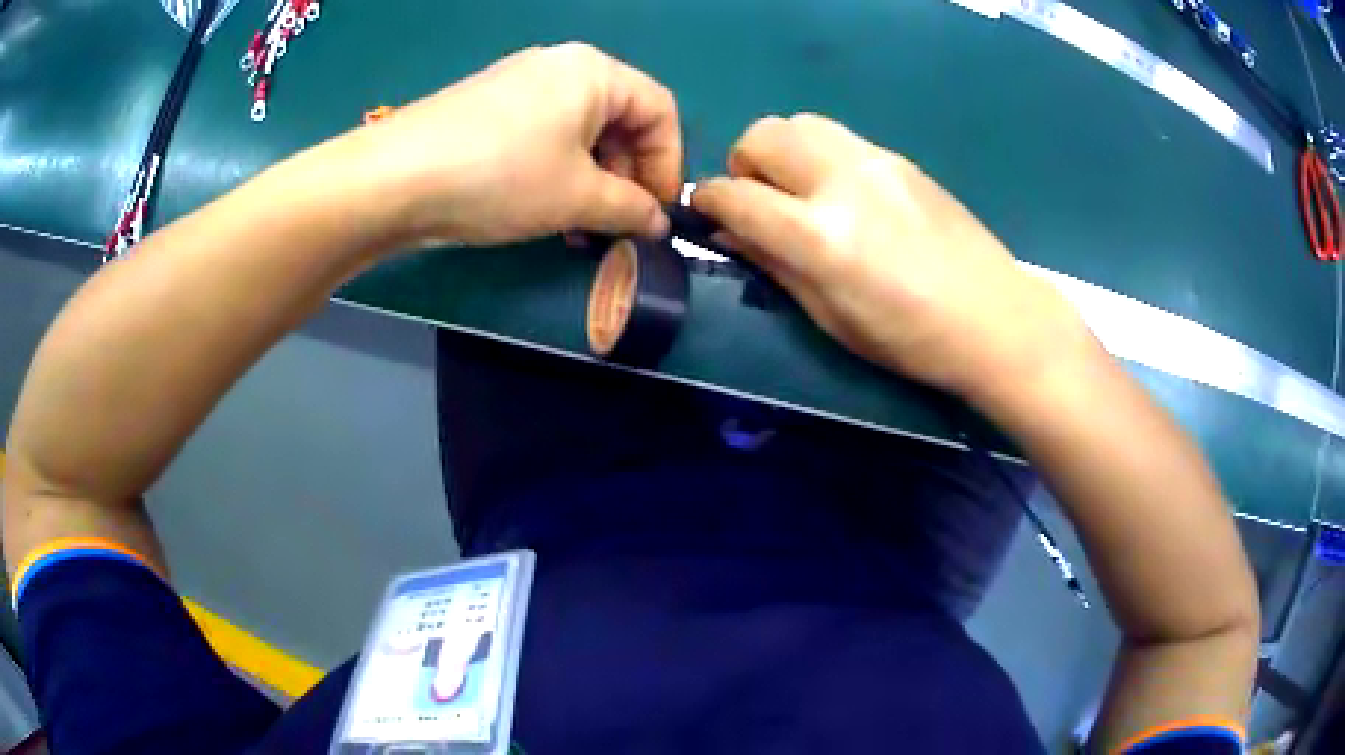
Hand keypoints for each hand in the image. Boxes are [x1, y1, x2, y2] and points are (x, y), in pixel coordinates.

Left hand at [355, 44, 682, 245]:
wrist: (394, 179)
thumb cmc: (501, 176)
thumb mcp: (577, 197)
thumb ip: (630, 209)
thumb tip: (657, 222)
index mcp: (593, 72)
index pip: (659, 111)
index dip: (668, 165)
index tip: (659, 213)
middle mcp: (559, 67)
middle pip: (620, 119)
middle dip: (628, 175)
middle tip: (619, 224)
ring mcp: (518, 84)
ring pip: (580, 131)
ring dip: (593, 180)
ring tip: (581, 226)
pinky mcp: (488, 109)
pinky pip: (543, 135)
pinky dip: (558, 171)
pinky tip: (545, 209)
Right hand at [692, 114, 1090, 403]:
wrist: (994, 317)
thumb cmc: (908, 339)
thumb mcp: (829, 317)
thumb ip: (773, 263)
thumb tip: (731, 231)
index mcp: (818, 234)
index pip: (735, 195)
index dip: (710, 202)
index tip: (710, 215)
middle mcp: (840, 180)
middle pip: (761, 136)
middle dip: (744, 166)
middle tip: (760, 202)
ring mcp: (874, 160)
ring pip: (798, 123)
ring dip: (780, 151)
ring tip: (798, 191)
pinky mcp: (899, 157)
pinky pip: (838, 137)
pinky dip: (818, 155)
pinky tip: (842, 193)